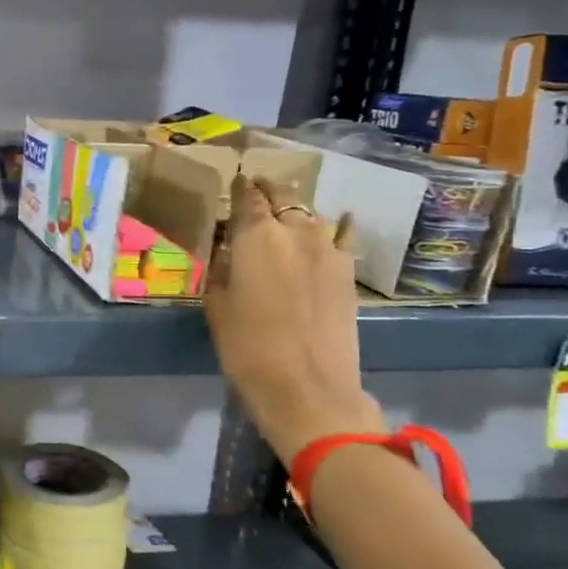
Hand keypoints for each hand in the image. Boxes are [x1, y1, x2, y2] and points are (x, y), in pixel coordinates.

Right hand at [204, 175, 383, 463]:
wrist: (308, 387)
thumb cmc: (247, 348)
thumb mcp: (218, 306)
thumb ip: (223, 269)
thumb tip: (227, 249)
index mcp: (256, 237)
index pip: (247, 197)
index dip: (241, 187)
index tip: (235, 181)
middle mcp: (295, 232)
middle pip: (284, 196)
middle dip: (269, 189)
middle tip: (257, 187)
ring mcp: (329, 249)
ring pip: (311, 214)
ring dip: (296, 209)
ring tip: (286, 211)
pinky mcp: (348, 271)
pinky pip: (342, 236)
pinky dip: (338, 226)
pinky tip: (340, 220)